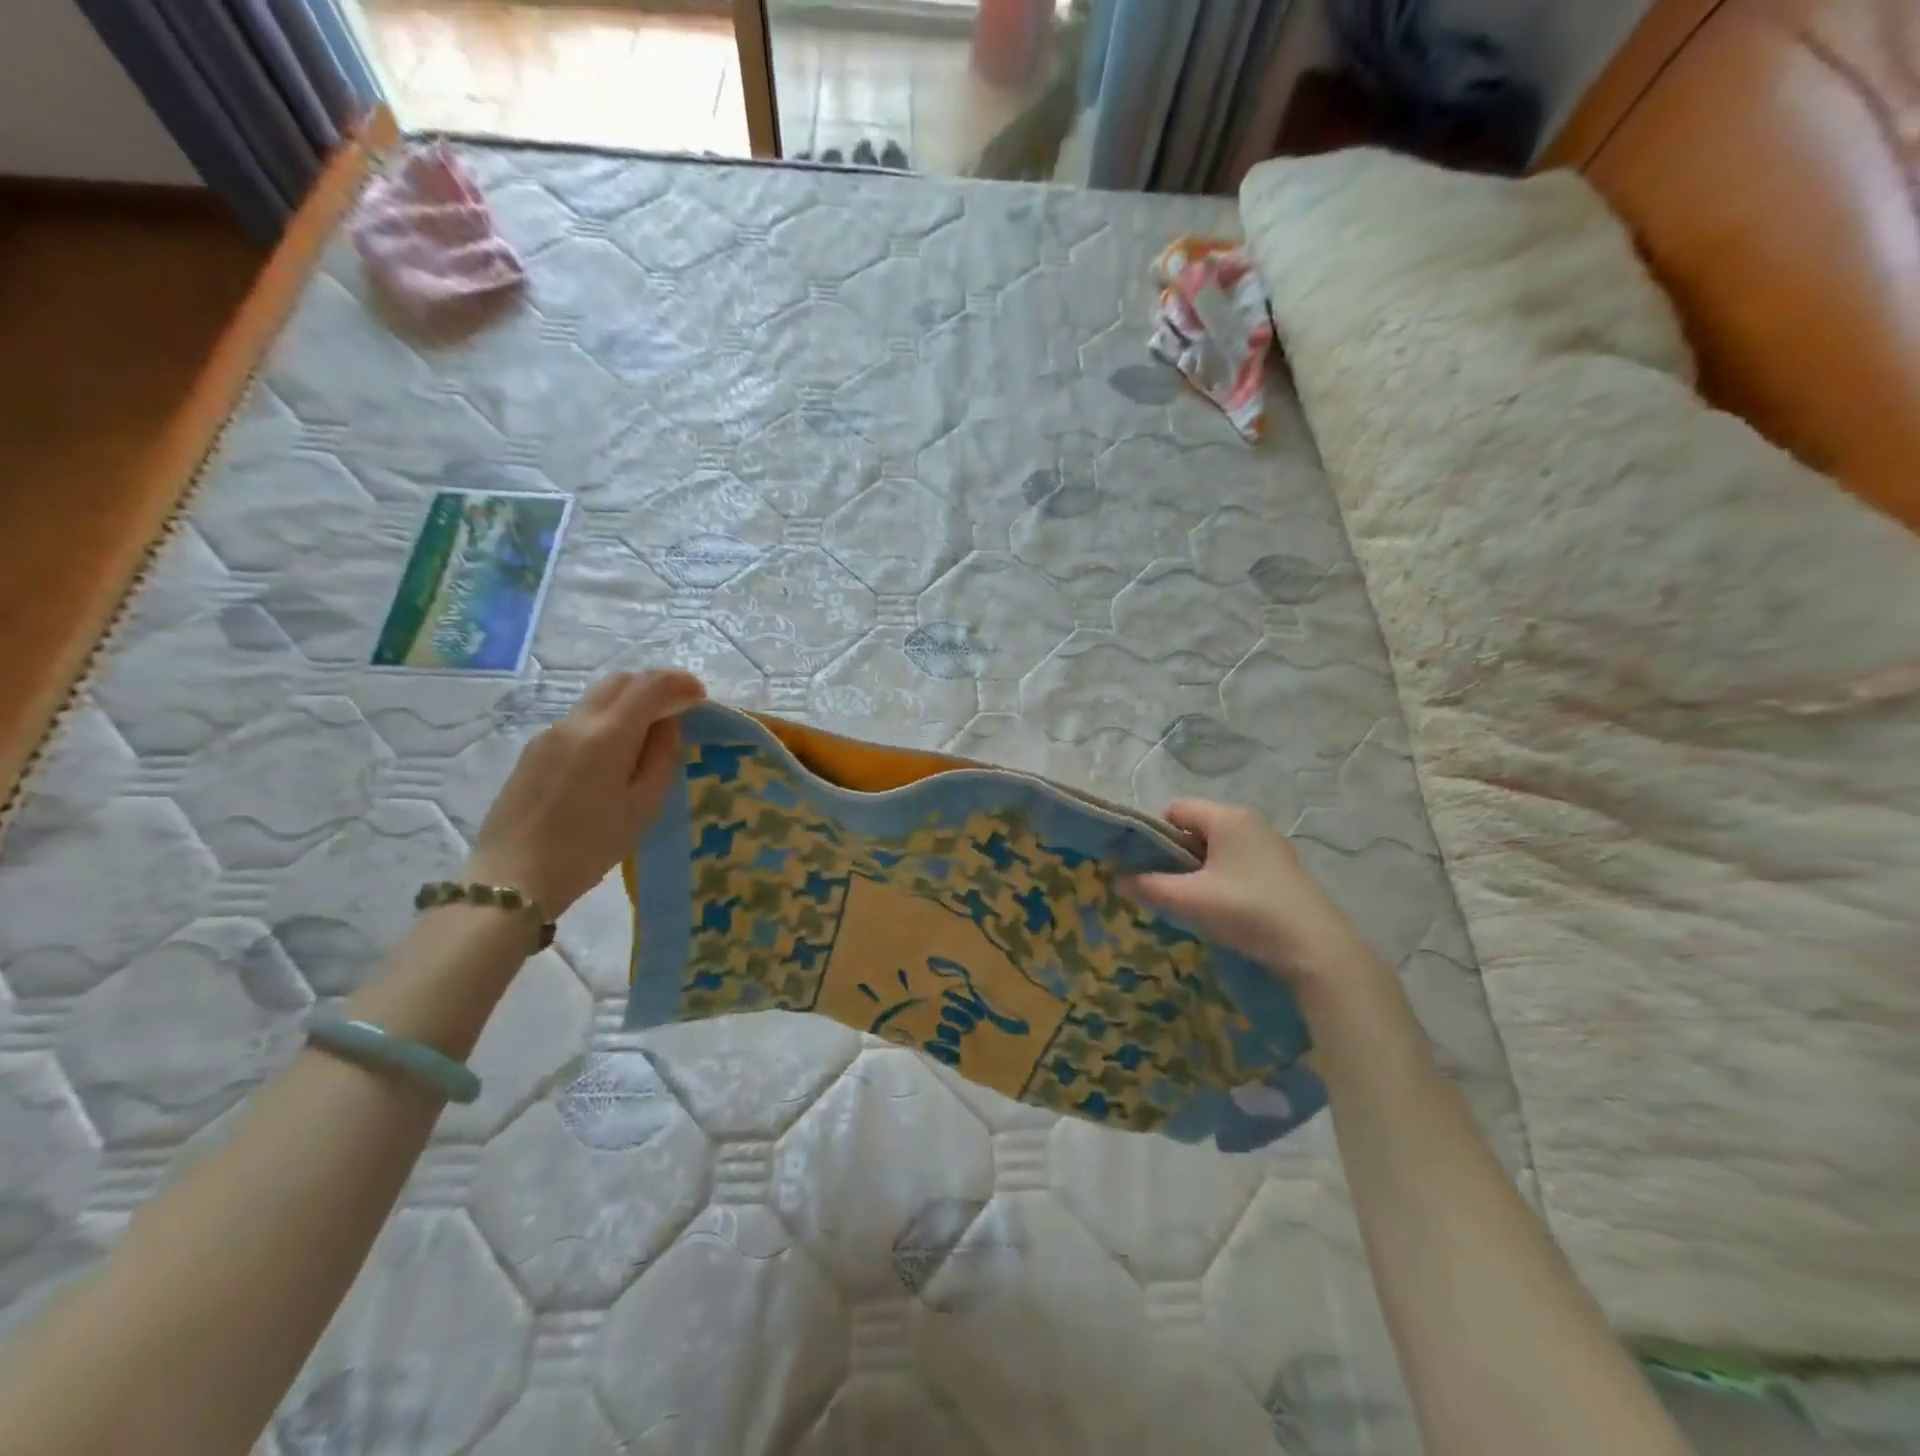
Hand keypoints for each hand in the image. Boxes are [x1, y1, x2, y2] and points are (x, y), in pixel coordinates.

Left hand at [464, 670, 704, 915]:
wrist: (512, 879)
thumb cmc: (589, 847)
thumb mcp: (643, 807)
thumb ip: (661, 758)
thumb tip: (666, 726)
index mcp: (607, 735)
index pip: (650, 686)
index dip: (680, 683)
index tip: (700, 696)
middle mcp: (576, 723)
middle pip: (620, 681)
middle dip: (654, 686)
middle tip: (678, 708)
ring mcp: (549, 734)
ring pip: (598, 699)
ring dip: (629, 703)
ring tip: (649, 735)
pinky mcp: (533, 752)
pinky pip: (580, 721)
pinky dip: (607, 722)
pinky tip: (613, 757)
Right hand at [1124, 799, 1381, 991]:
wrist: (1316, 948)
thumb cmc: (1247, 911)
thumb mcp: (1190, 900)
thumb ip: (1149, 886)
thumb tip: (1118, 879)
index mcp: (1227, 818)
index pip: (1175, 809)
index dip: (1153, 833)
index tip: (1144, 865)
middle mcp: (1250, 822)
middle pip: (1197, 828)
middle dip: (1175, 854)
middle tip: (1164, 886)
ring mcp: (1271, 846)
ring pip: (1218, 848)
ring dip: (1198, 869)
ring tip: (1191, 901)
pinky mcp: (1284, 870)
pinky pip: (1239, 862)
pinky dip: (1222, 878)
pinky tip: (1223, 908)